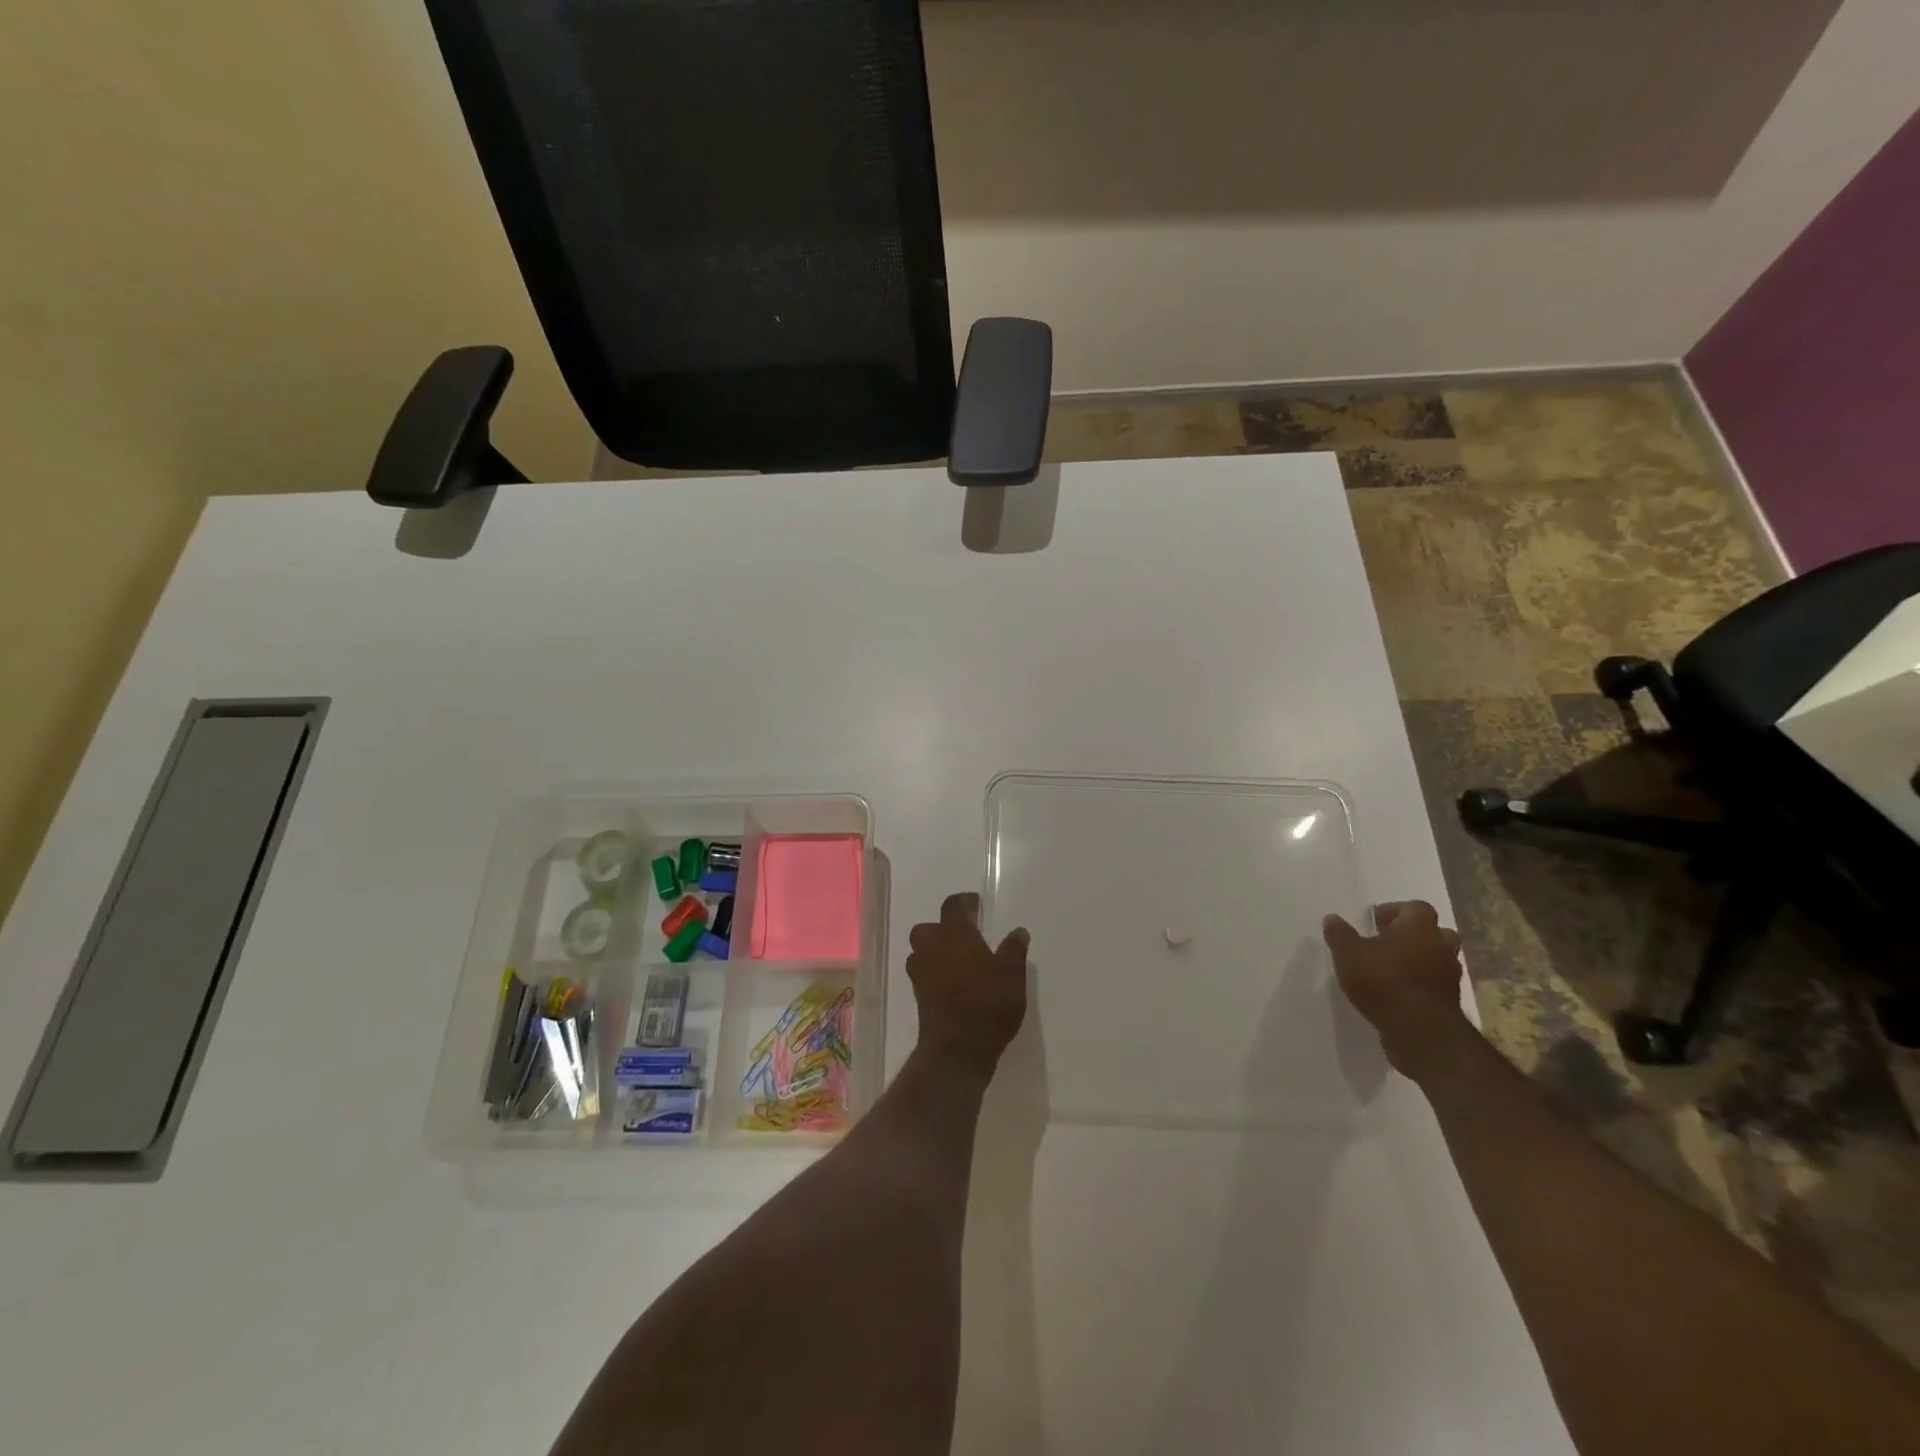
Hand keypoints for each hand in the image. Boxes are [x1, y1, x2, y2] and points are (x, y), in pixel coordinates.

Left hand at [906, 893, 1029, 1079]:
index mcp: (956, 935)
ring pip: (921, 950)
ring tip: (956, 959)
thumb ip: (1014, 950)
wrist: (958, 1048)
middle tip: (963, 935)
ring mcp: (922, 973)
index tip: (976, 904)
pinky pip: (922, 973)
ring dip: (934, 950)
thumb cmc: (988, 1004)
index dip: (964, 902)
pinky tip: (951, 982)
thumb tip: (1018, 931)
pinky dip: (933, 972)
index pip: (953, 906)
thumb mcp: (1012, 975)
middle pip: (928, 927)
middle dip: (941, 927)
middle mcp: (933, 948)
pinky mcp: (919, 996)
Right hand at [1323, 901, 1473, 1081]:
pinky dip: (1420, 983)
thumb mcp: (1348, 954)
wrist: (1420, 1030)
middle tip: (1388, 942)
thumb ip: (1340, 934)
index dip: (1396, 911)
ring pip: (1437, 958)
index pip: (1415, 907)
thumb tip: (1332, 918)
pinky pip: (1435, 983)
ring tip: (1391, 968)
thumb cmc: (1383, 980)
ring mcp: (1449, 975)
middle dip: (1414, 935)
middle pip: (1435, 932)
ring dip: (1419, 960)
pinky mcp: (1449, 1001)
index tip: (1375, 921)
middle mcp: (1440, 946)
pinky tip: (1397, 991)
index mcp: (1419, 927)